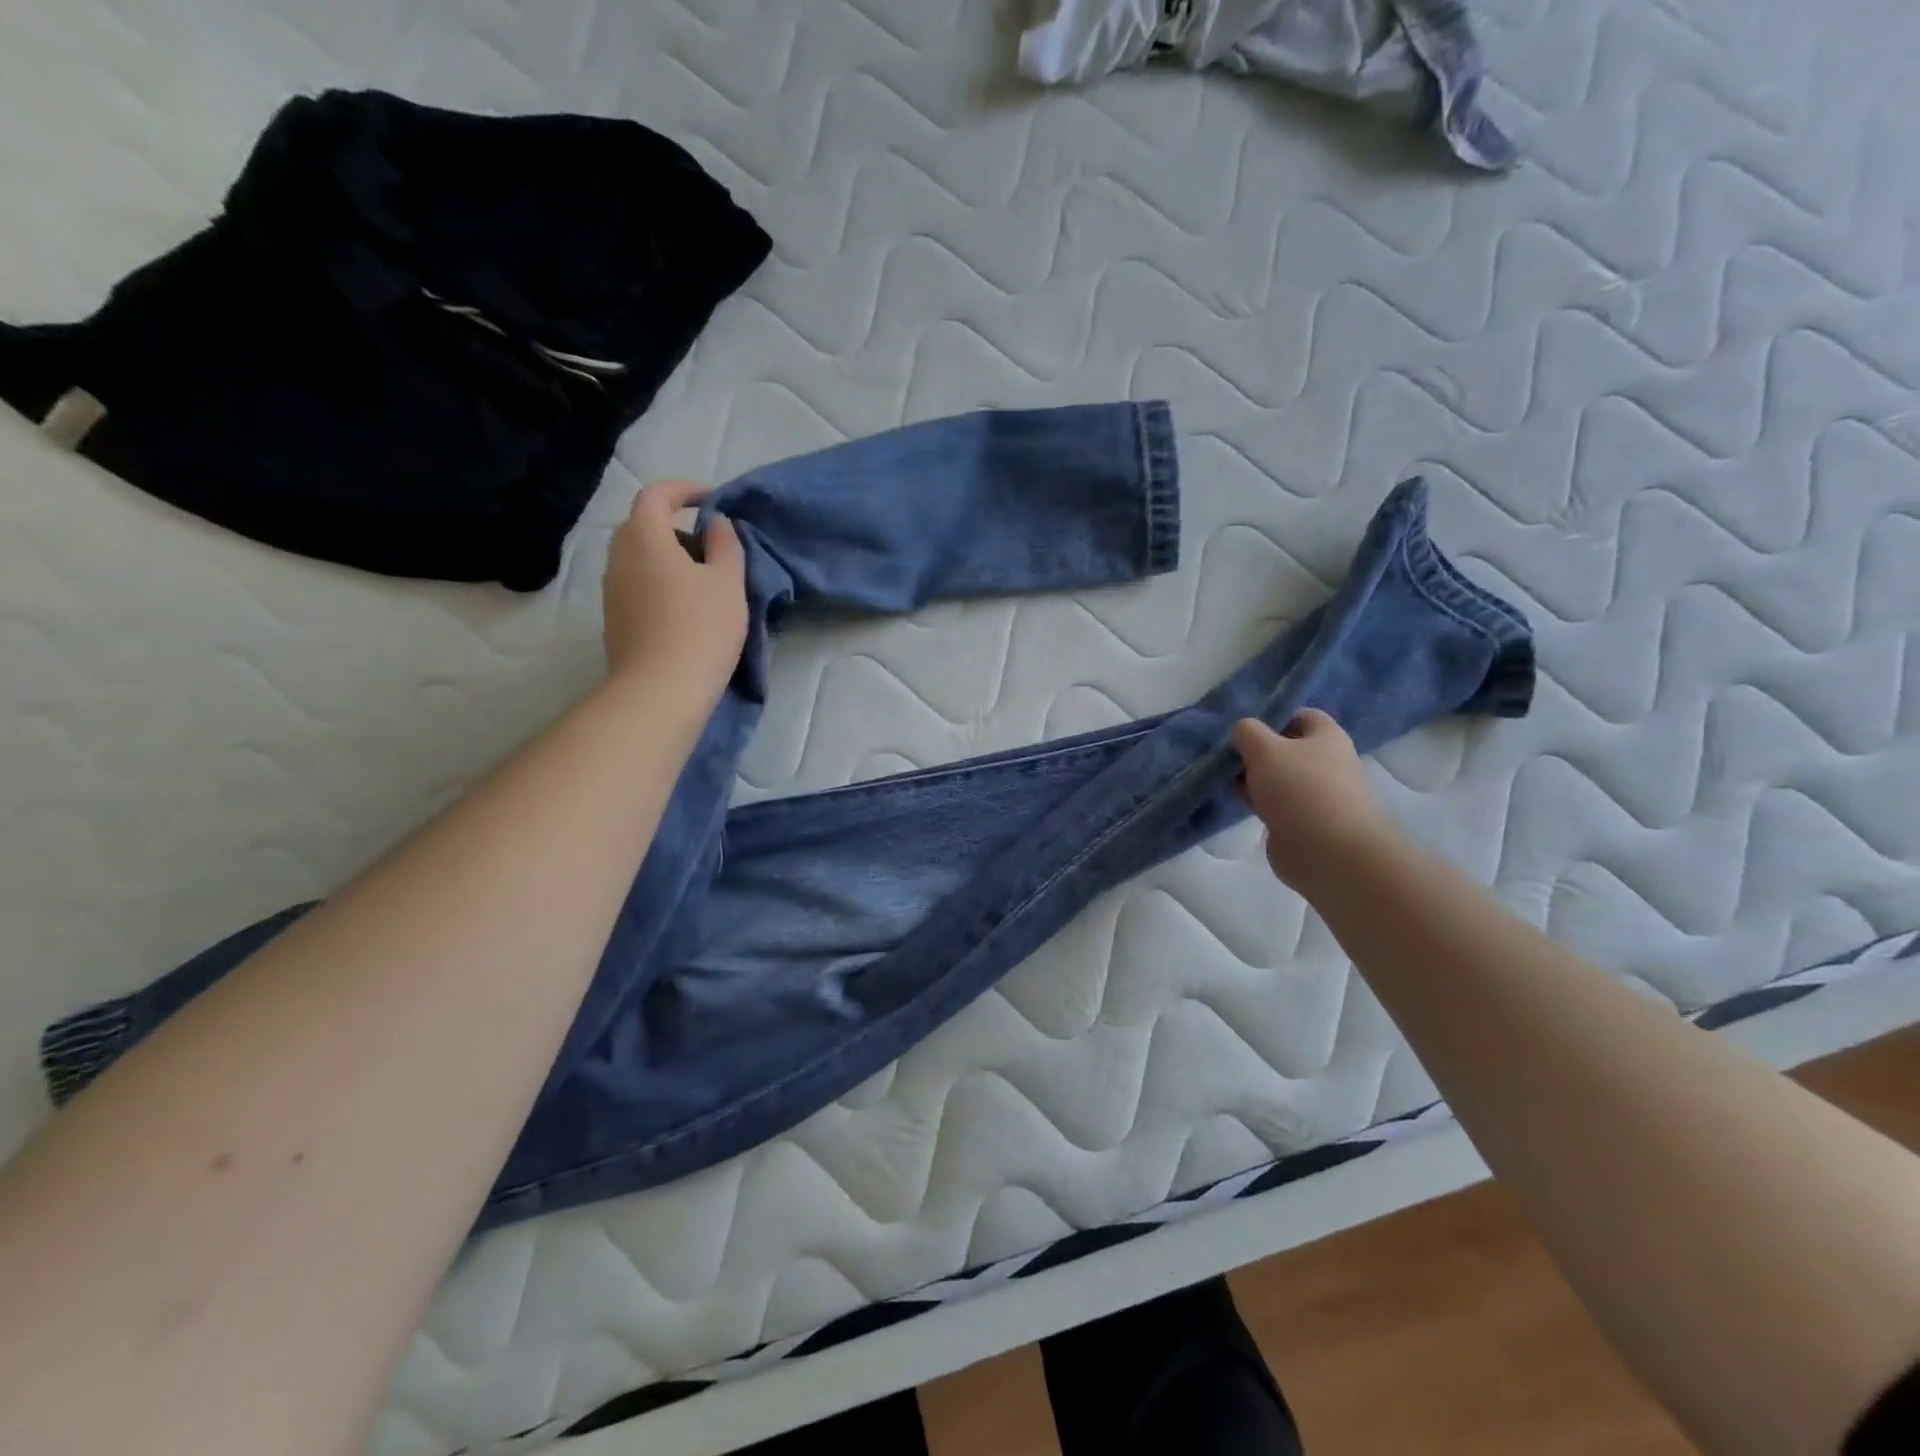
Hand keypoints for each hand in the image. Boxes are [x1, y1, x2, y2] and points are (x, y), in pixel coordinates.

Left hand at [602, 480, 747, 707]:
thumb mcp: (728, 582)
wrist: (660, 691)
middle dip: (678, 527)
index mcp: (644, 537)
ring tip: (705, 582)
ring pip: (639, 558)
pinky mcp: (614, 619)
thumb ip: (725, 544)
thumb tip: (716, 522)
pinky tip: (687, 609)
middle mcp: (618, 557)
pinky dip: (660, 582)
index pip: (656, 495)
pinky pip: (637, 584)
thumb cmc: (700, 629)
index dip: (684, 490)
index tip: (713, 500)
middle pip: (643, 526)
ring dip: (669, 558)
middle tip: (712, 546)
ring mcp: (612, 591)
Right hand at [1231, 710, 1396, 891]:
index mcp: (1327, 737)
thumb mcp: (1264, 748)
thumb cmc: (1299, 789)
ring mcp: (1317, 794)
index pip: (1300, 715)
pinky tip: (1240, 804)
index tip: (1244, 730)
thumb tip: (1242, 733)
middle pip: (1286, 748)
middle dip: (1256, 752)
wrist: (1327, 852)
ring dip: (1254, 779)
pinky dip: (1259, 802)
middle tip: (1230, 757)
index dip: (1272, 718)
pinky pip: (1277, 803)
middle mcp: (1327, 762)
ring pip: (1279, 778)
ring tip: (1228, 781)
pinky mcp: (1305, 821)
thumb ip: (1247, 732)